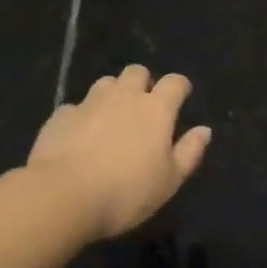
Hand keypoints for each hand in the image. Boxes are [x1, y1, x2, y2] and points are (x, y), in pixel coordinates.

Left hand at [26, 66, 211, 239]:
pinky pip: (76, 107)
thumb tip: (204, 130)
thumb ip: (189, 152)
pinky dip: (82, 116)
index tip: (182, 96)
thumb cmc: (126, 192)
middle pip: (137, 72)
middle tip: (143, 107)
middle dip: (143, 83)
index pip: (175, 82)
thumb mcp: (169, 181)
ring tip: (111, 117)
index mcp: (155, 109)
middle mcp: (124, 96)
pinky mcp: (61, 115)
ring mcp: (90, 102)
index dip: (180, 86)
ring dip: (113, 94)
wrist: (63, 195)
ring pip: (106, 83)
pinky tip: (79, 136)